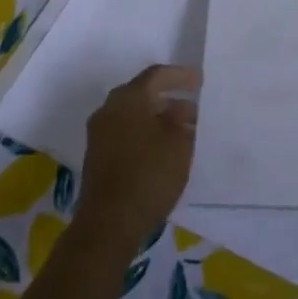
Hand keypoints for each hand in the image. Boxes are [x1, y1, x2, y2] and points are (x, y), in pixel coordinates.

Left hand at [77, 64, 199, 248]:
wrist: (108, 223)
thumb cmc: (148, 174)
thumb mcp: (179, 144)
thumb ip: (183, 123)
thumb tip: (180, 116)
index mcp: (128, 98)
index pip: (157, 75)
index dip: (180, 76)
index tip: (200, 82)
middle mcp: (109, 109)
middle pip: (143, 95)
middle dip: (170, 101)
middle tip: (194, 112)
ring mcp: (99, 134)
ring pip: (134, 116)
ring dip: (158, 120)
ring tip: (183, 134)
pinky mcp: (97, 157)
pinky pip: (126, 134)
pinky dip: (145, 136)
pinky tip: (163, 152)